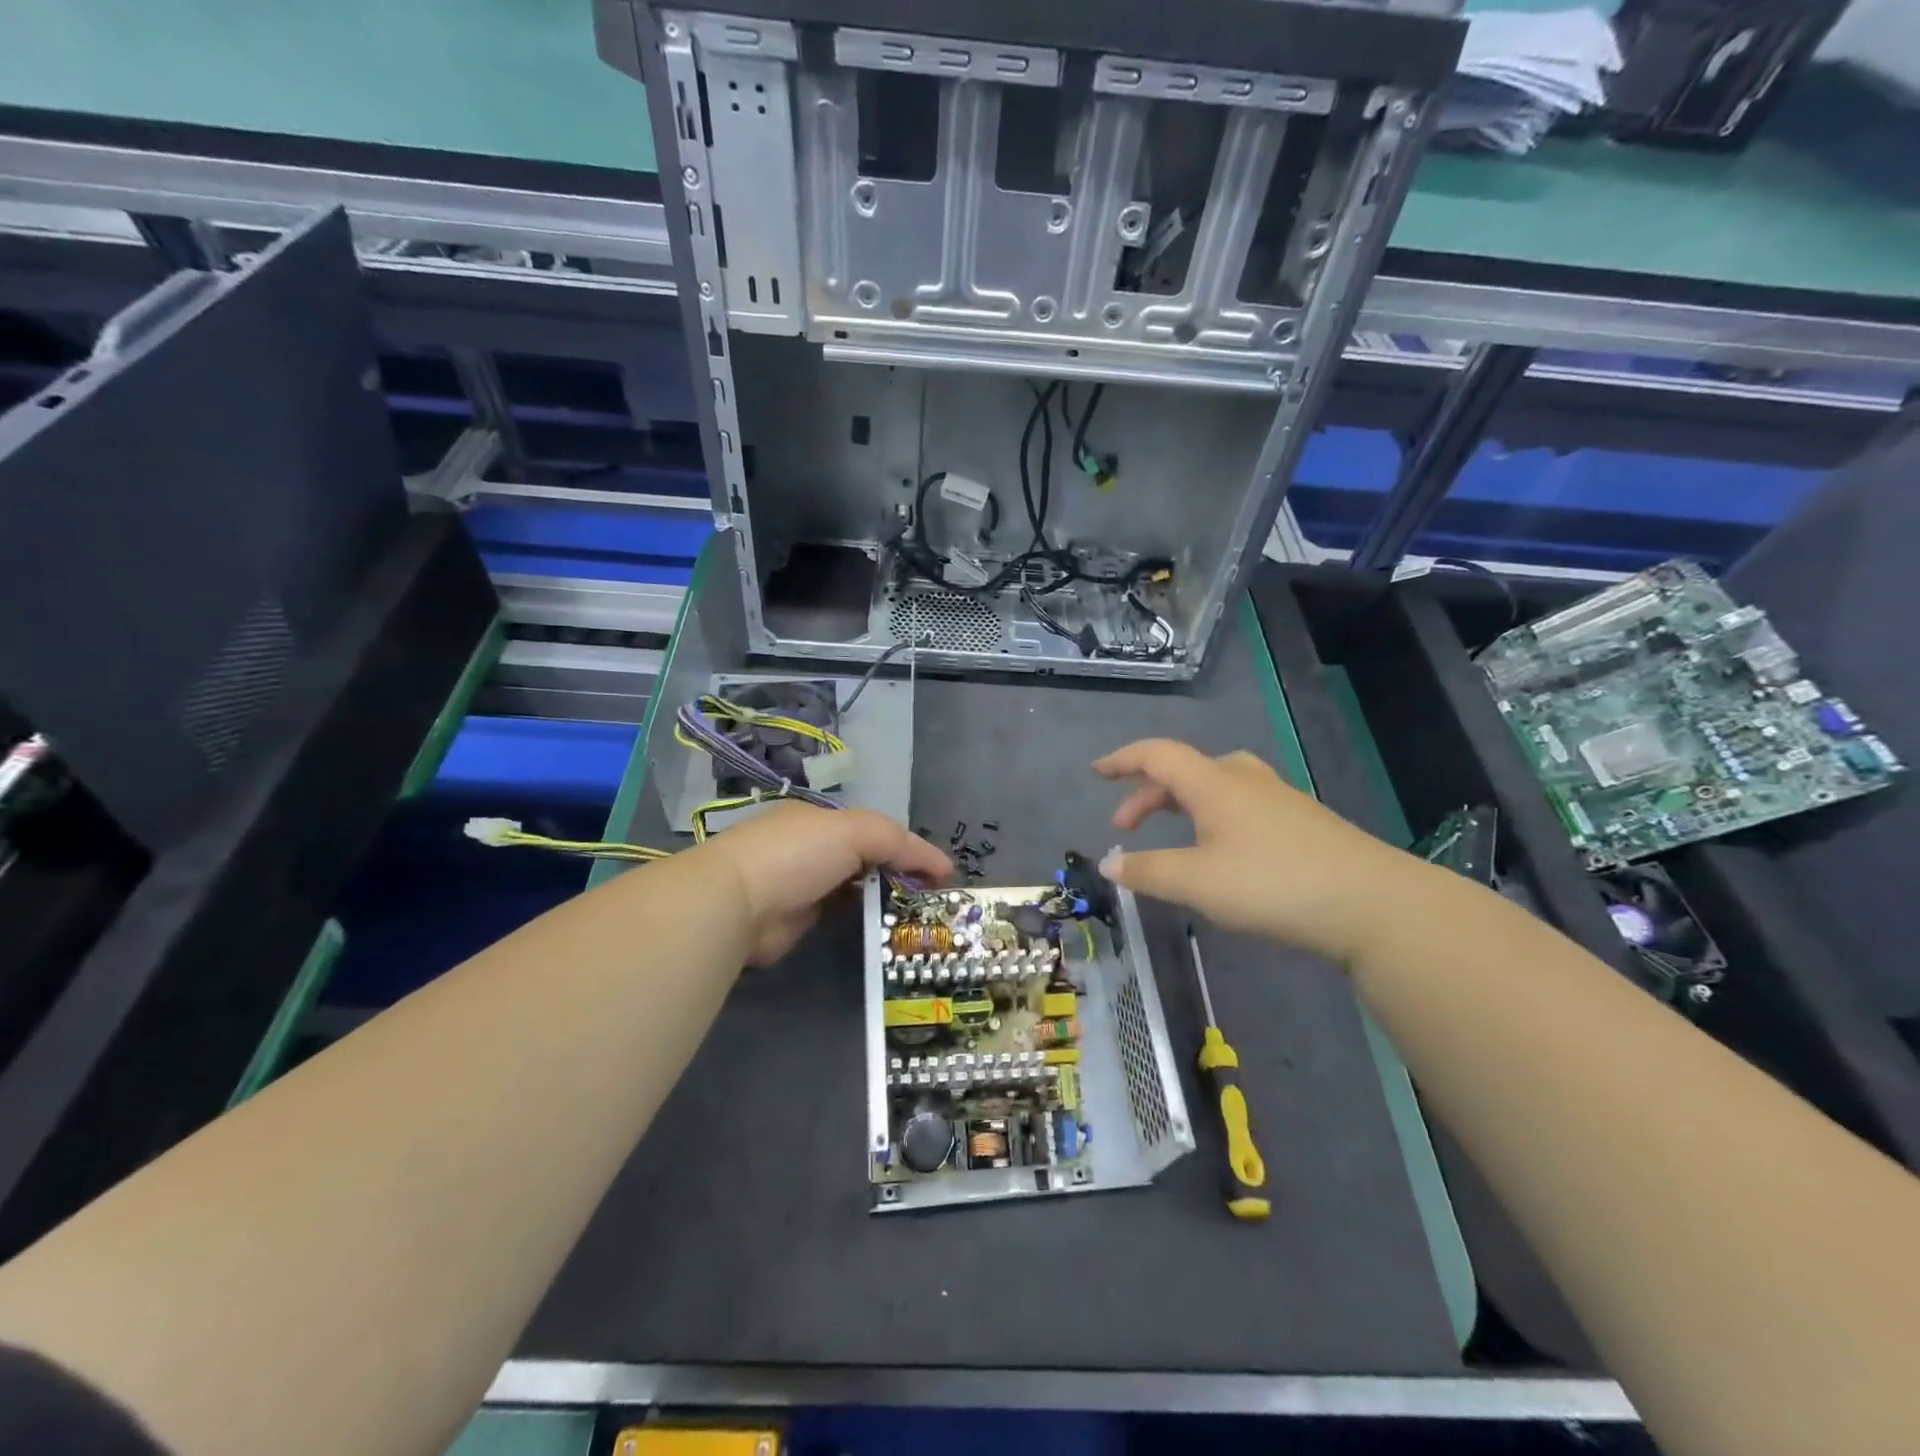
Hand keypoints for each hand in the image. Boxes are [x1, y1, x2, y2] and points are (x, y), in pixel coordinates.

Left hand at [699, 800, 952, 964]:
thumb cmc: (797, 854)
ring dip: (884, 901)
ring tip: (920, 920)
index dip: (910, 849)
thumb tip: (941, 866)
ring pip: (856, 890)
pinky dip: (862, 921)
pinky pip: (841, 917)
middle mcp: (812, 848)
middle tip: (935, 901)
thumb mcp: (855, 831)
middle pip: (868, 859)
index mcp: (821, 819)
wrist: (736, 902)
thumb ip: (898, 842)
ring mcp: (803, 885)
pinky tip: (886, 931)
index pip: (876, 830)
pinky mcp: (797, 921)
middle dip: (900, 876)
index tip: (942, 876)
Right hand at [1093, 738, 1421, 962]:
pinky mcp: (1304, 824)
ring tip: (1173, 837)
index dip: (1123, 760)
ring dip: (1183, 805)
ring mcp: (1279, 800)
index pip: (1157, 755)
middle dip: (1148, 795)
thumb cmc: (1272, 884)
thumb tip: (1109, 863)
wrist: (1374, 904)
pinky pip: (1243, 806)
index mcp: (1214, 783)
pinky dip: (1214, 819)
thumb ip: (1147, 871)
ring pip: (1217, 786)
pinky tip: (1224, 854)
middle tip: (1126, 828)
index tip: (1097, 772)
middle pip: (1185, 771)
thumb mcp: (1196, 882)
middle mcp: (1245, 781)